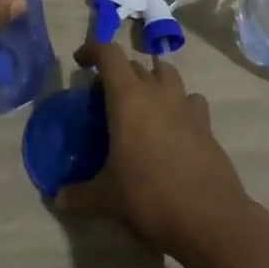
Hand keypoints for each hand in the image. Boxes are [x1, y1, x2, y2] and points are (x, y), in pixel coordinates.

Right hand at [56, 33, 259, 262]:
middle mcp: (157, 92)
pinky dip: (179, 103)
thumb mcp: (106, 199)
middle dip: (118, 74)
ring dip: (151, 80)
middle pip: (135, 64)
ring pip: (167, 74)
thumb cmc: (149, 197)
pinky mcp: (206, 124)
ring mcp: (185, 105)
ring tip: (141, 104)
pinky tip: (173, 126)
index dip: (92, 49)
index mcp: (128, 98)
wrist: (210, 218)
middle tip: (105, 98)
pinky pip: (190, 100)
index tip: (81, 62)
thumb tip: (58, 199)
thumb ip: (79, 195)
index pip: (109, 53)